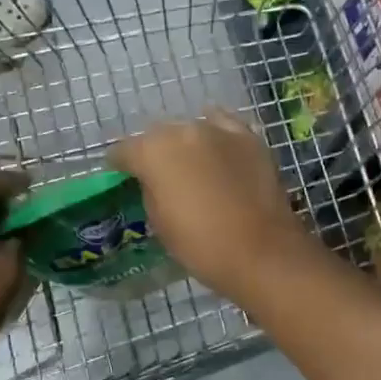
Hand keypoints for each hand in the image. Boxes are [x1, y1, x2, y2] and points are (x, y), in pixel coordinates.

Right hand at [111, 110, 314, 301]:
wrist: (261, 252)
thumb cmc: (200, 245)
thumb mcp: (159, 221)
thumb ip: (150, 189)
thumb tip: (154, 180)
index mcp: (153, 151)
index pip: (124, 150)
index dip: (120, 165)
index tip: (122, 177)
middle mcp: (183, 130)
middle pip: (158, 134)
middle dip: (154, 151)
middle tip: (158, 175)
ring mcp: (220, 130)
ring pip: (191, 127)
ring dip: (186, 143)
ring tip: (190, 164)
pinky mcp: (250, 138)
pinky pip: (224, 128)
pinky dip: (216, 138)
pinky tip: (217, 151)